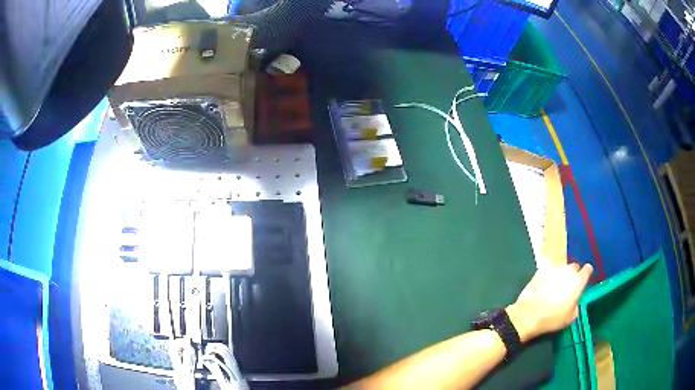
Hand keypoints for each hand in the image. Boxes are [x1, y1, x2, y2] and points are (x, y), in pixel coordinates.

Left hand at [506, 263, 592, 341]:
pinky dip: (548, 277)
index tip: (583, 279)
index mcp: (578, 281)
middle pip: (574, 268)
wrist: (528, 315)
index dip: (586, 274)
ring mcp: (553, 268)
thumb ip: (576, 304)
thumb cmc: (552, 318)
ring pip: (561, 268)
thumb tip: (574, 301)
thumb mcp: (571, 317)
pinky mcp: (540, 270)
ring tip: (554, 288)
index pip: (587, 270)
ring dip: (560, 275)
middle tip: (567, 287)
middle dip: (572, 275)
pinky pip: (548, 271)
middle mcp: (568, 270)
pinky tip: (544, 287)